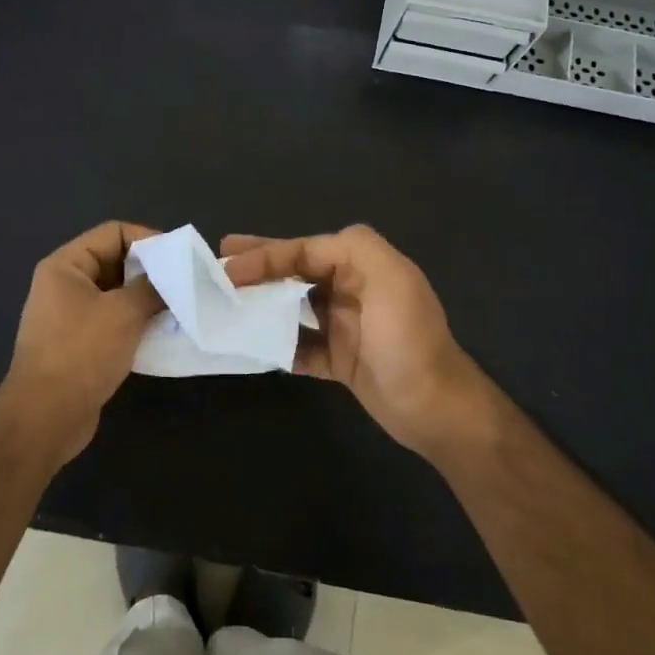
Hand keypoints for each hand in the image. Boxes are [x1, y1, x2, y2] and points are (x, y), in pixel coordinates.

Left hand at [0, 221, 163, 464]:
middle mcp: (65, 285)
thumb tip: (174, 278)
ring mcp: (71, 316)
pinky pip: (114, 321)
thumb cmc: (81, 353)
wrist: (46, 417)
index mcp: (66, 266)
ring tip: (180, 307)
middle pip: (115, 262)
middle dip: (151, 271)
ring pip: (117, 294)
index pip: (113, 233)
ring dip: (147, 299)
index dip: (148, 239)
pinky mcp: (80, 344)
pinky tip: (163, 333)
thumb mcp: (122, 313)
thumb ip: (152, 288)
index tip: (179, 258)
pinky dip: (137, 323)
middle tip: (185, 283)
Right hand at [222, 225, 484, 458]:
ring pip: (294, 306)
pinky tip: (251, 345)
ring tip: (226, 302)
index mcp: (363, 265)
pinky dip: (277, 343)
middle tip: (220, 265)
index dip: (265, 254)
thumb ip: (355, 246)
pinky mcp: (340, 359)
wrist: (434, 408)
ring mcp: (345, 325)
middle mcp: (353, 289)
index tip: (228, 267)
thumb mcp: (389, 279)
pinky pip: (300, 345)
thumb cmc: (406, 339)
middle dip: (259, 266)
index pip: (304, 250)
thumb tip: (306, 247)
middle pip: (296, 272)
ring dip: (263, 303)